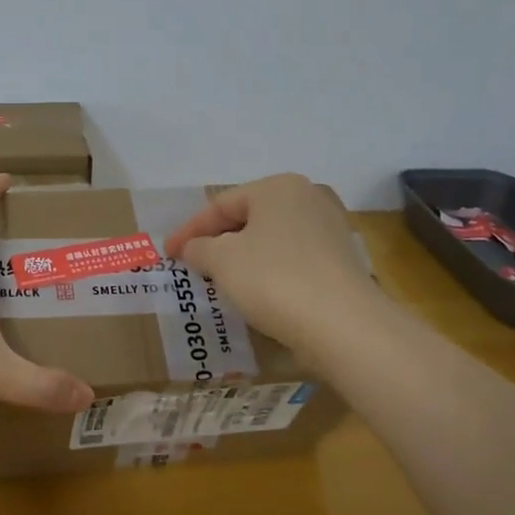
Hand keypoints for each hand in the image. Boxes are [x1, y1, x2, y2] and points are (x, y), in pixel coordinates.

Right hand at [163, 173, 373, 359]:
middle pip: (249, 218)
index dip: (190, 230)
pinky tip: (259, 293)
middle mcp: (308, 197)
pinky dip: (271, 271)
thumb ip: (200, 248)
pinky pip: (295, 260)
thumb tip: (193, 248)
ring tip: (221, 279)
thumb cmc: (275, 279)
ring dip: (245, 257)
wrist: (346, 327)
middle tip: (193, 263)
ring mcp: (331, 229)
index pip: (221, 205)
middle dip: (218, 241)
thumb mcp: (222, 260)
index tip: (168, 253)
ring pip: (273, 239)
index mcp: (278, 187)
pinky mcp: (344, 262)